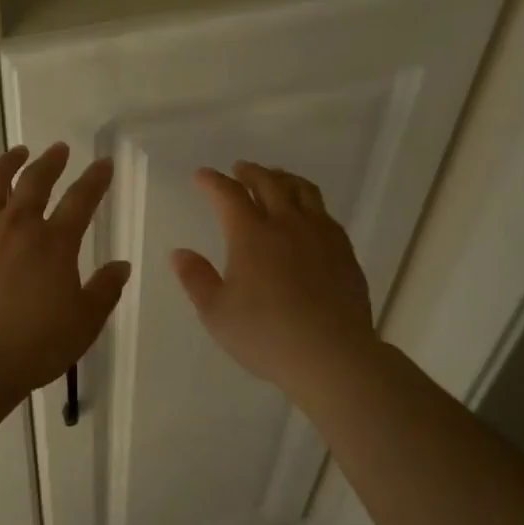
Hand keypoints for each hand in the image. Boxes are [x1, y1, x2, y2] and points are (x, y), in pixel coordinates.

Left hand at [0, 143, 132, 395]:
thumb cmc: (34, 345)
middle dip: (51, 161)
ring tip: (17, 152)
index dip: (95, 179)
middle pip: (36, 181)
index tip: (103, 163)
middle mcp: (17, 226)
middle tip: (59, 149)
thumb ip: (104, 291)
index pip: (81, 200)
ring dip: (7, 162)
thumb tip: (121, 265)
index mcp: (55, 243)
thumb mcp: (84, 323)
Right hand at [171, 163, 376, 395]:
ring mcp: (320, 234)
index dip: (213, 181)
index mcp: (251, 235)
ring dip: (284, 179)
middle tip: (239, 169)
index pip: (228, 195)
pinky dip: (309, 202)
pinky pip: (325, 213)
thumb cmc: (265, 335)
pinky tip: (308, 215)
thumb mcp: (216, 313)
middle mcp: (287, 224)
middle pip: (269, 183)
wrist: (332, 355)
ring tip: (275, 179)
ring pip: (303, 191)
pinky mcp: (344, 250)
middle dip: (250, 172)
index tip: (202, 175)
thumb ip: (196, 279)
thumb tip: (179, 253)